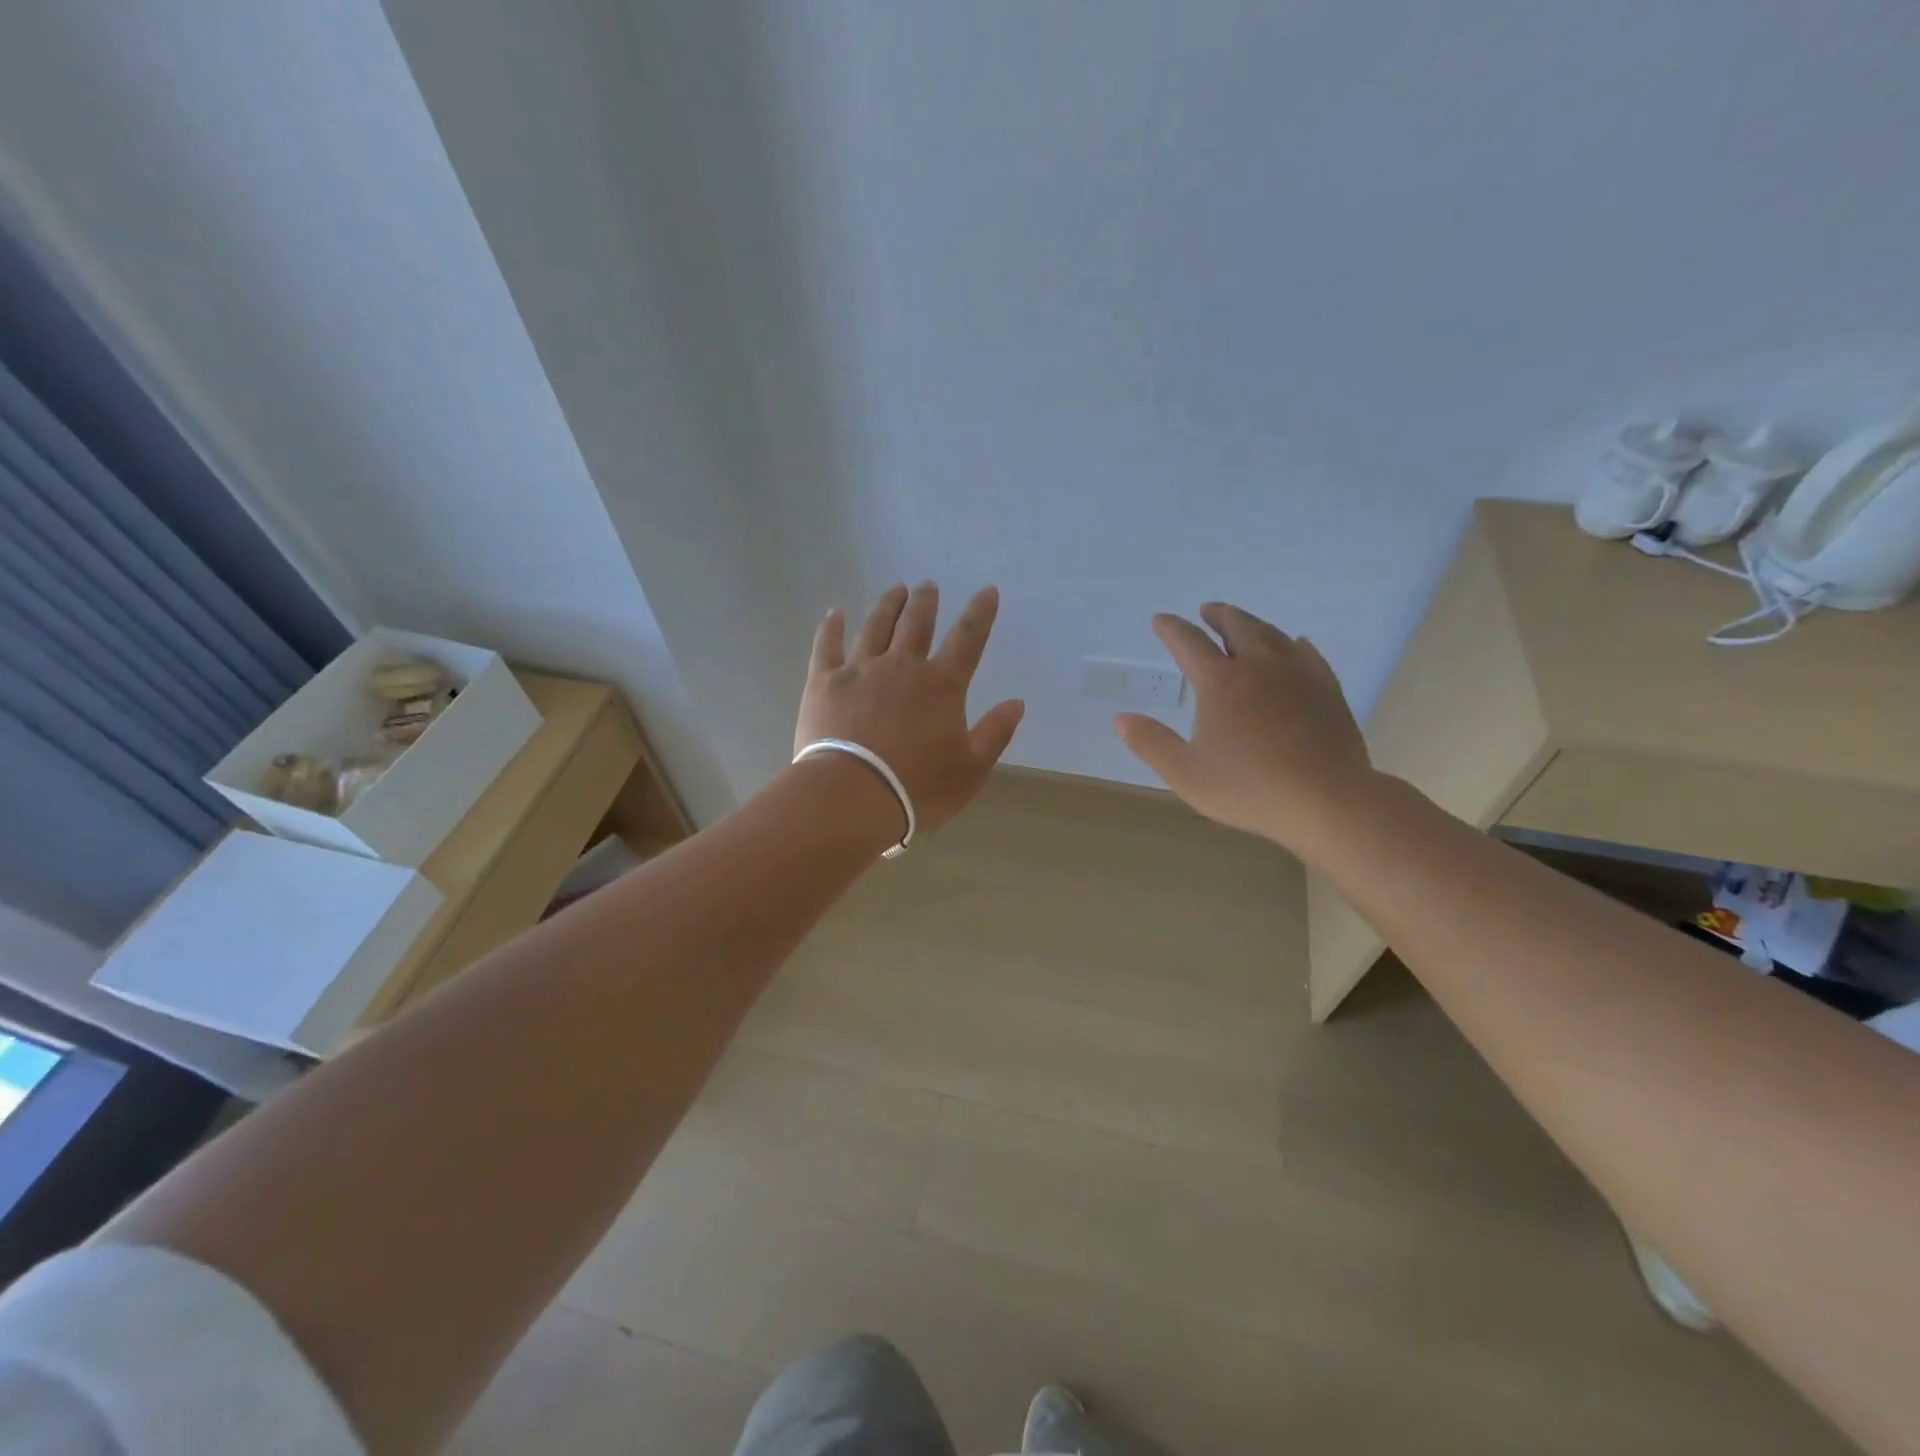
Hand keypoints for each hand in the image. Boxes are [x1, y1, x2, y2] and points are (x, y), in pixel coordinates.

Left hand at [795, 582, 1025, 838]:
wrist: (851, 796)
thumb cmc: (917, 788)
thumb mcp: (970, 769)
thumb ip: (995, 733)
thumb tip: (1017, 703)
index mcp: (941, 685)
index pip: (967, 639)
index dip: (980, 613)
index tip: (987, 591)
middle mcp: (902, 667)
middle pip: (917, 624)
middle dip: (925, 602)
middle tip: (927, 586)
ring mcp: (860, 671)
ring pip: (876, 627)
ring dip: (888, 606)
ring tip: (895, 590)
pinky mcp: (824, 683)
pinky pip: (828, 647)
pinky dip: (832, 628)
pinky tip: (835, 614)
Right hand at [1112, 602, 1375, 855]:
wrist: (1327, 800)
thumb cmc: (1249, 789)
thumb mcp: (1186, 774)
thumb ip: (1151, 743)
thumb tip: (1120, 718)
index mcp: (1221, 683)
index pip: (1189, 643)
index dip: (1171, 629)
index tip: (1160, 620)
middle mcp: (1259, 667)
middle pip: (1236, 626)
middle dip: (1217, 615)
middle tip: (1206, 610)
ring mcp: (1298, 675)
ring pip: (1272, 635)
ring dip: (1252, 624)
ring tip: (1242, 624)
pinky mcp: (1327, 689)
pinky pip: (1307, 654)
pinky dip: (1293, 643)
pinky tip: (1295, 645)